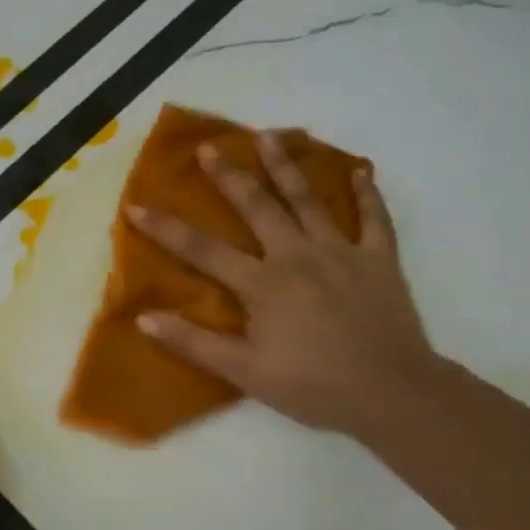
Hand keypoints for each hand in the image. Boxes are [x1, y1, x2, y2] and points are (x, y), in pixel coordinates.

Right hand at [126, 133, 438, 440]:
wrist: (392, 393)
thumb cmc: (313, 386)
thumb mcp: (244, 372)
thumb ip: (194, 343)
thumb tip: (145, 317)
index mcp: (263, 284)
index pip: (203, 250)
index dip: (166, 229)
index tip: (137, 205)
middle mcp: (298, 256)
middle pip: (257, 207)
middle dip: (230, 176)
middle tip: (210, 147)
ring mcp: (341, 252)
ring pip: (309, 200)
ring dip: (287, 166)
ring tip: (269, 136)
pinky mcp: (379, 260)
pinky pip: (375, 218)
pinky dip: (368, 193)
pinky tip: (360, 169)